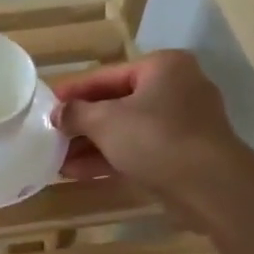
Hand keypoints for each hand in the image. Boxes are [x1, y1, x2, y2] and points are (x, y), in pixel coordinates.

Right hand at [53, 51, 241, 204]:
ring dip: (91, 145)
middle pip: (116, 103)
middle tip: (50, 135)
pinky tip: (78, 172)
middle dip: (81, 124)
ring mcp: (181, 123)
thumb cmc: (155, 139)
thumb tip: (57, 113)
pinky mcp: (181, 154)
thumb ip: (76, 113)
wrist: (208, 186)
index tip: (45, 104)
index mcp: (162, 67)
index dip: (72, 91)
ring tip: (57, 159)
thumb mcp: (106, 121)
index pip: (105, 75)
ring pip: (126, 130)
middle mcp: (175, 89)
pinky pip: (137, 150)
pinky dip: (110, 158)